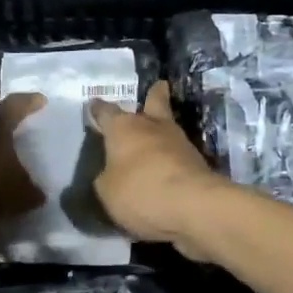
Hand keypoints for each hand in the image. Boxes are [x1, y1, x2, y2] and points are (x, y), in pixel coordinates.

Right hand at [87, 82, 226, 255]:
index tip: (94, 105)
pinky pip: (178, 156)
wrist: (193, 205)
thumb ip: (106, 178)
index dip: (98, 109)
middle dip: (154, 95)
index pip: (106, 111)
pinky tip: (166, 170)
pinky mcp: (197, 163)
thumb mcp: (107, 191)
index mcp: (123, 127)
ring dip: (162, 133)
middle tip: (157, 88)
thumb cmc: (140, 191)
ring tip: (155, 141)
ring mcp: (179, 142)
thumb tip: (111, 174)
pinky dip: (172, 159)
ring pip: (168, 129)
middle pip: (154, 102)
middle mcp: (152, 126)